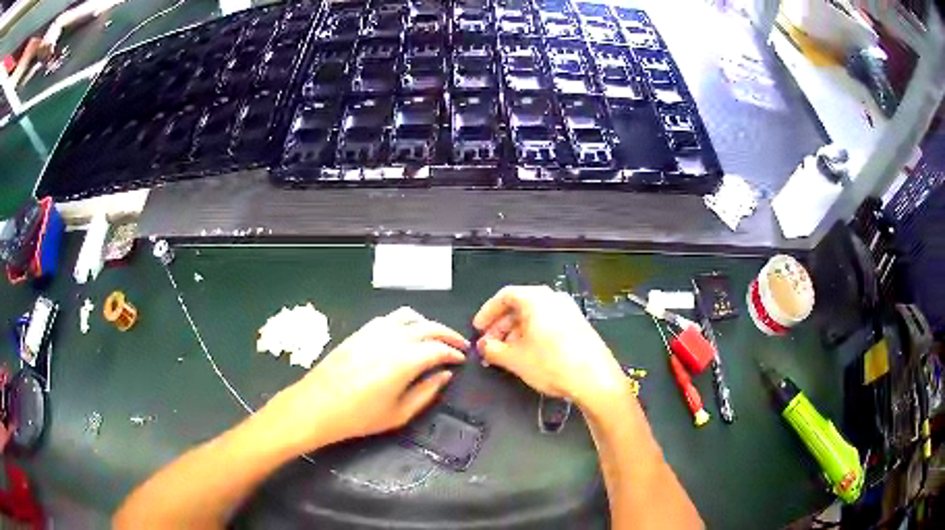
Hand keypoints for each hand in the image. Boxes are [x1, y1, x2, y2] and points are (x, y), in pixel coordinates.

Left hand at [266, 307, 467, 451]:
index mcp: (405, 360)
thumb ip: (427, 392)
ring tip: (435, 337)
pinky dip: (406, 321)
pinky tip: (406, 334)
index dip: (454, 353)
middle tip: (459, 345)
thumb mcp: (399, 414)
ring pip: (409, 316)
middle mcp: (392, 339)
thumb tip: (445, 375)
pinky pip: (389, 318)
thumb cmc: (359, 416)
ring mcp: (374, 331)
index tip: (462, 360)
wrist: (317, 405)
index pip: (438, 348)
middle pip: (428, 327)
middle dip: (448, 334)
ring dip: (427, 323)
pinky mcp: (360, 332)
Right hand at [473, 285, 625, 407]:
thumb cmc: (551, 363)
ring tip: (505, 355)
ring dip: (515, 334)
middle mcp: (553, 299)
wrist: (595, 379)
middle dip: (500, 327)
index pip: (504, 296)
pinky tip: (527, 356)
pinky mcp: (578, 326)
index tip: (477, 329)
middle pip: (519, 306)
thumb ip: (493, 350)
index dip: (487, 312)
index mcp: (536, 299)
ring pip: (534, 317)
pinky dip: (532, 336)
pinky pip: (548, 324)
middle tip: (489, 347)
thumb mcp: (515, 359)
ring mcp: (568, 311)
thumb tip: (484, 346)